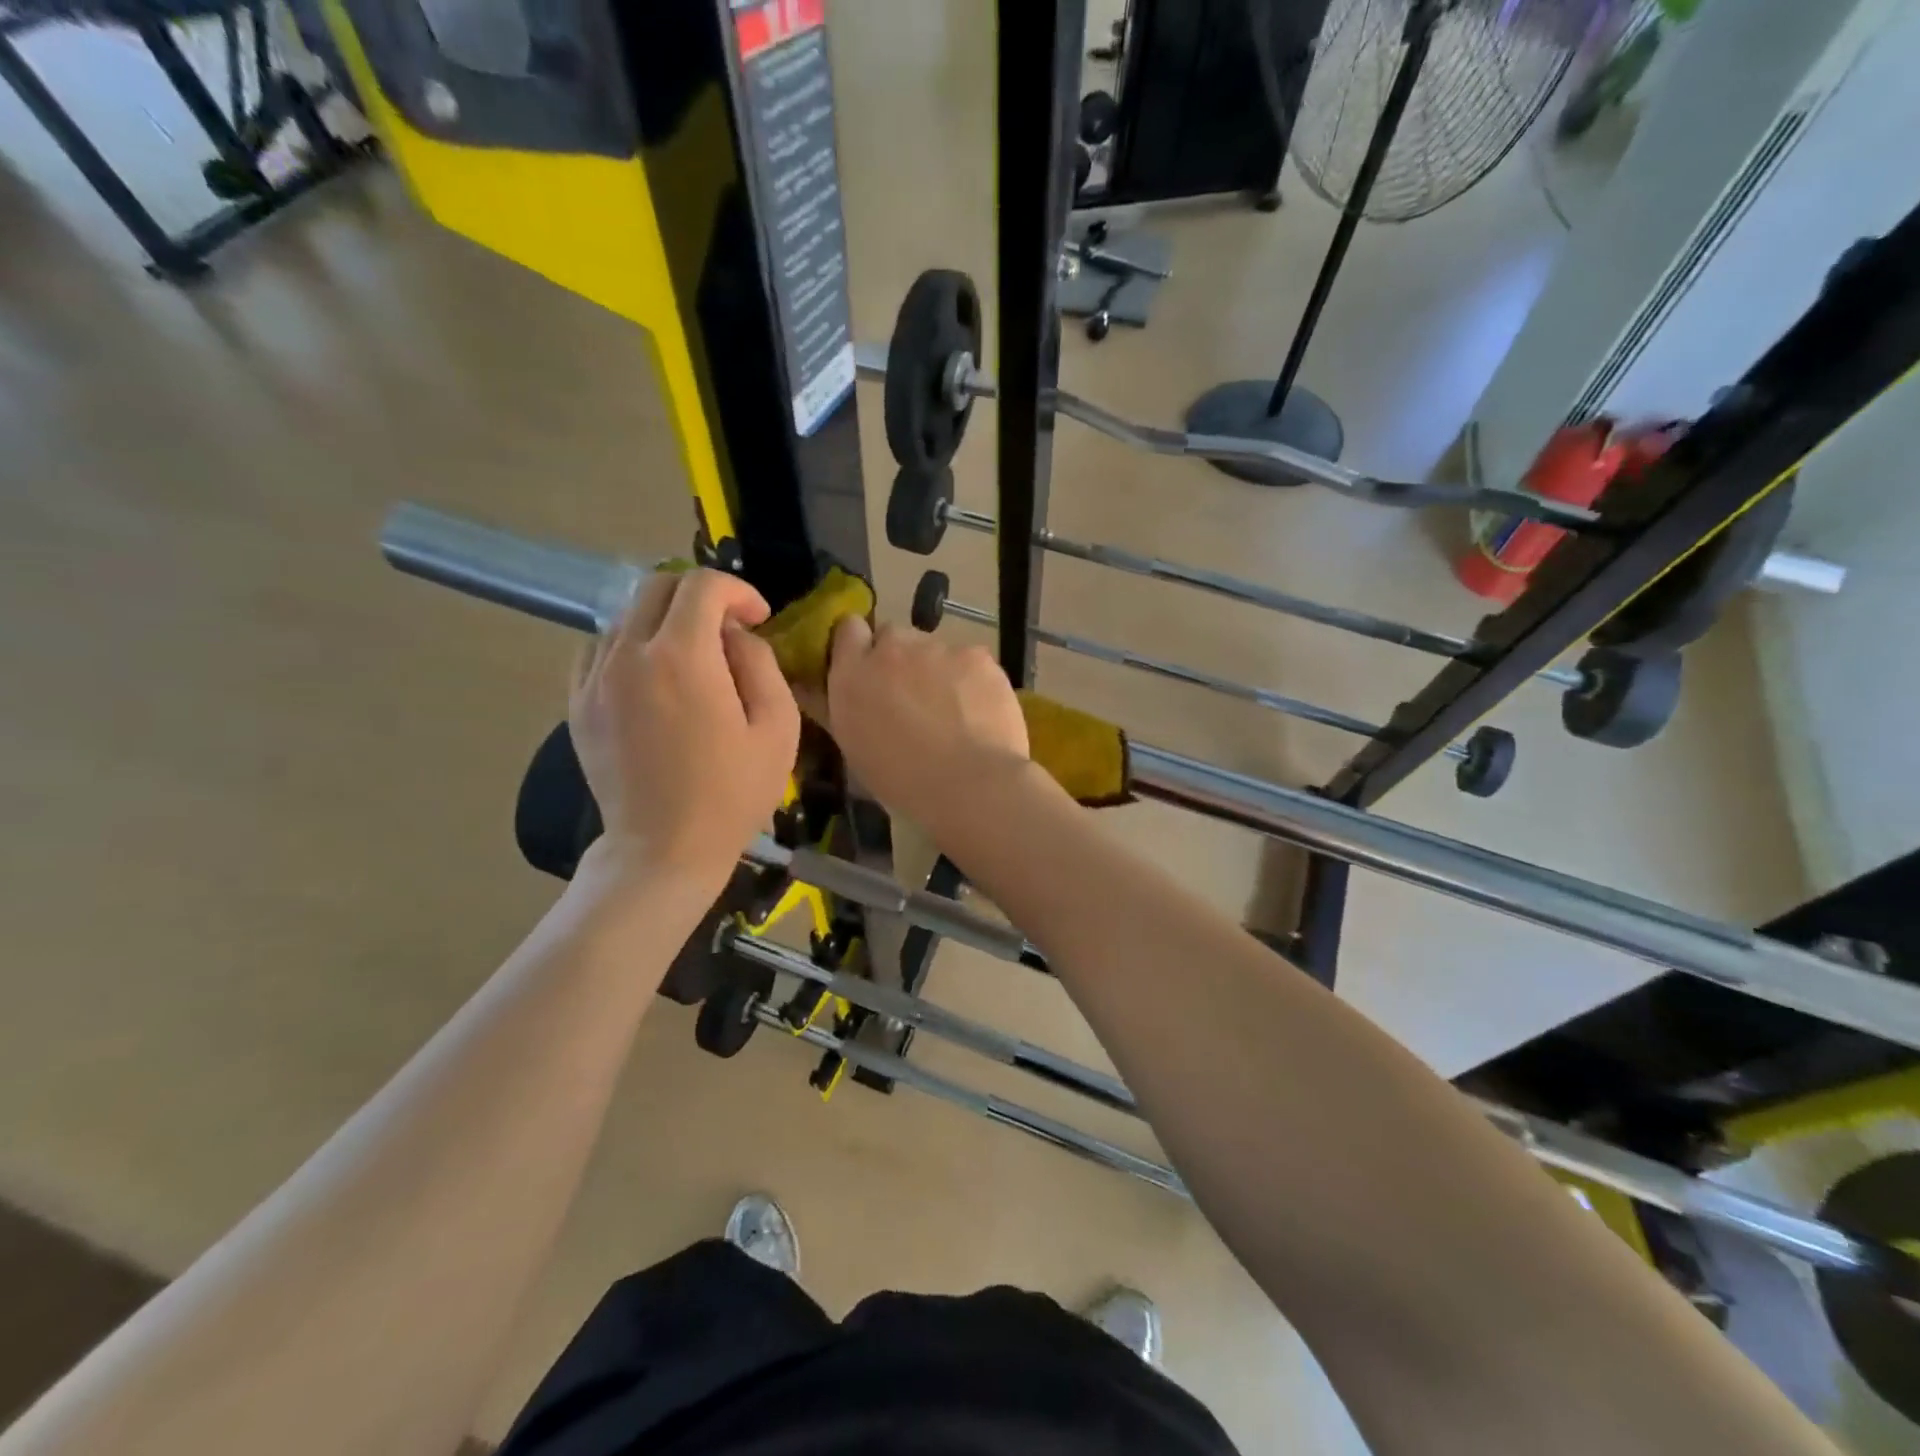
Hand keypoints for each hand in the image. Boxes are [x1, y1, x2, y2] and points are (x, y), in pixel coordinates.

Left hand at [570, 569, 799, 886]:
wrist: (663, 849)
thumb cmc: (732, 793)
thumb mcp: (778, 728)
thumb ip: (761, 664)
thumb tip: (736, 635)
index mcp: (681, 657)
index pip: (702, 585)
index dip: (738, 590)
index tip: (758, 617)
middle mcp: (628, 654)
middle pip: (657, 587)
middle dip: (700, 595)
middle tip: (728, 630)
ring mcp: (594, 678)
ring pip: (626, 615)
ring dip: (665, 620)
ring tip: (692, 657)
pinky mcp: (577, 703)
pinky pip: (600, 649)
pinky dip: (631, 645)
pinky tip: (653, 677)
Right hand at [822, 617, 1029, 832]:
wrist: (969, 783)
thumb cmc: (902, 782)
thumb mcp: (854, 750)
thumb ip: (833, 710)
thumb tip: (810, 689)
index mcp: (852, 675)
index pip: (848, 629)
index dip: (860, 646)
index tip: (868, 669)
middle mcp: (891, 649)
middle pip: (893, 637)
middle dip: (899, 659)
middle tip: (912, 697)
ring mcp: (937, 648)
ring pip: (934, 649)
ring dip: (937, 669)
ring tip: (954, 710)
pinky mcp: (977, 655)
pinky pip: (970, 660)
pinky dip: (972, 680)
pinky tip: (980, 711)